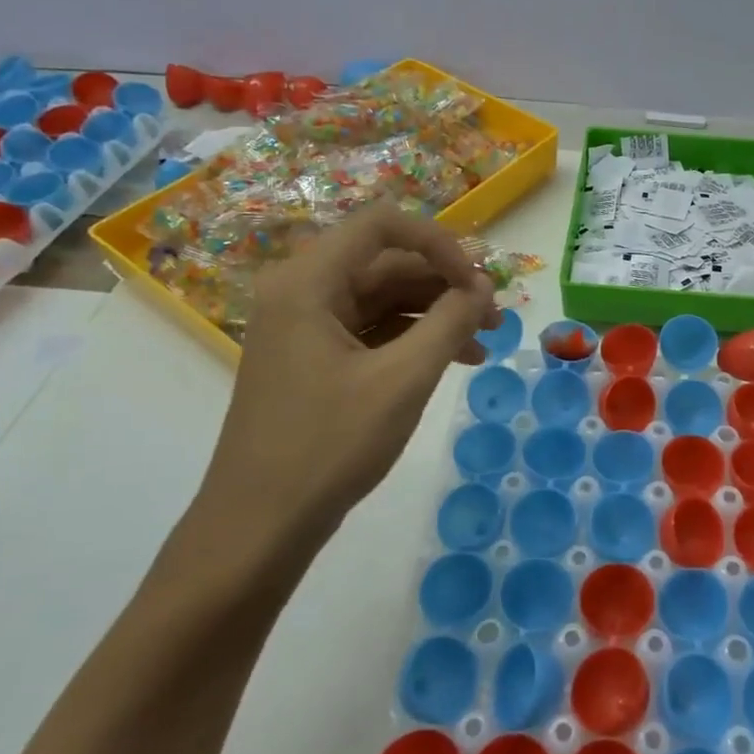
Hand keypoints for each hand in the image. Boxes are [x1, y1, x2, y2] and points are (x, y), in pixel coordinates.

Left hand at [186, 205, 497, 577]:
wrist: (259, 528)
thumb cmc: (329, 446)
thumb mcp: (403, 379)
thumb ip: (450, 322)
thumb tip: (484, 287)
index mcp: (308, 281)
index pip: (383, 225)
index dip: (440, 243)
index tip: (478, 284)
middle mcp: (301, 291)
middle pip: (385, 262)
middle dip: (445, 284)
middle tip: (494, 316)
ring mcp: (304, 326)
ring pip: (382, 298)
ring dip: (435, 313)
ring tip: (484, 342)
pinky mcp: (312, 358)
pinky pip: (370, 330)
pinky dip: (412, 339)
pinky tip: (453, 361)